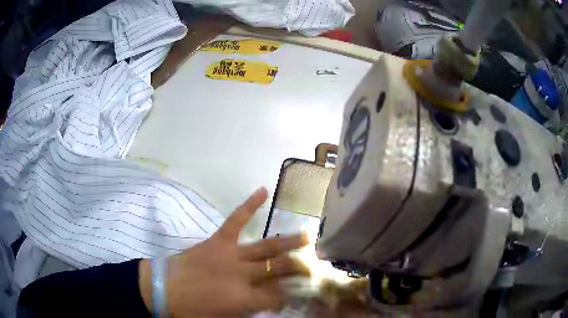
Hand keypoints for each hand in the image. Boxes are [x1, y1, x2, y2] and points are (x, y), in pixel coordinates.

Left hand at [139, 187, 309, 316]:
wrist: (162, 289)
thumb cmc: (191, 311)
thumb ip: (249, 313)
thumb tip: (270, 306)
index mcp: (245, 298)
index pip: (279, 296)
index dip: (291, 295)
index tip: (299, 293)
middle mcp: (244, 275)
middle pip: (279, 269)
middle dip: (299, 268)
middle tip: (314, 265)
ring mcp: (231, 255)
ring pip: (266, 247)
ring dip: (289, 242)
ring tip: (307, 237)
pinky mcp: (218, 240)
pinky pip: (236, 220)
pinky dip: (249, 205)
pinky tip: (264, 191)